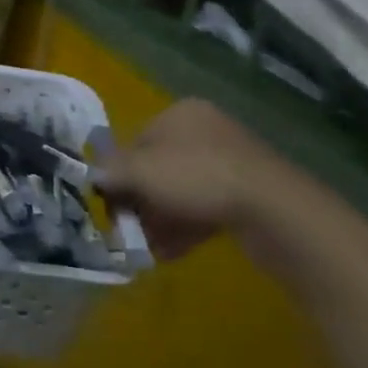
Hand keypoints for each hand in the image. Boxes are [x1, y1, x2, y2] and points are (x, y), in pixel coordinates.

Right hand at [95, 99, 318, 273]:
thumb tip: (93, 174)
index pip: (136, 141)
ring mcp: (231, 163)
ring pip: (181, 192)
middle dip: (141, 202)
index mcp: (180, 114)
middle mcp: (205, 131)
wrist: (274, 210)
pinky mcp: (249, 194)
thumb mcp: (140, 172)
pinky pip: (205, 208)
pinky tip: (171, 253)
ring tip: (148, 248)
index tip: (112, 204)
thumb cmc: (197, 178)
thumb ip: (111, 171)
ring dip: (160, 219)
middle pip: (158, 168)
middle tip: (129, 229)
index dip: (119, 174)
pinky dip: (186, 228)